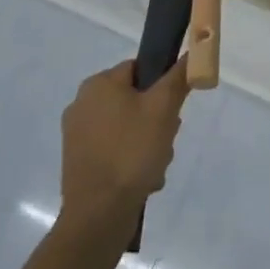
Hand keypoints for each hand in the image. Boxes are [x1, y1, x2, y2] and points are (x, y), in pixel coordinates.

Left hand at [59, 59, 188, 229]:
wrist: (98, 216)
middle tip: (167, 140)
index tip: (173, 110)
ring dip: (148, 144)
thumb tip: (192, 52)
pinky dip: (131, 162)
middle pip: (135, 100)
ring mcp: (78, 136)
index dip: (162, 87)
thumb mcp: (163, 109)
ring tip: (156, 166)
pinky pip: (115, 151)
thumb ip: (178, 77)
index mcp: (98, 84)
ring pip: (128, 128)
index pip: (140, 69)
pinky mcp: (79, 163)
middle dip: (157, 121)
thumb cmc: (131, 152)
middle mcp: (82, 104)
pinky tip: (143, 180)